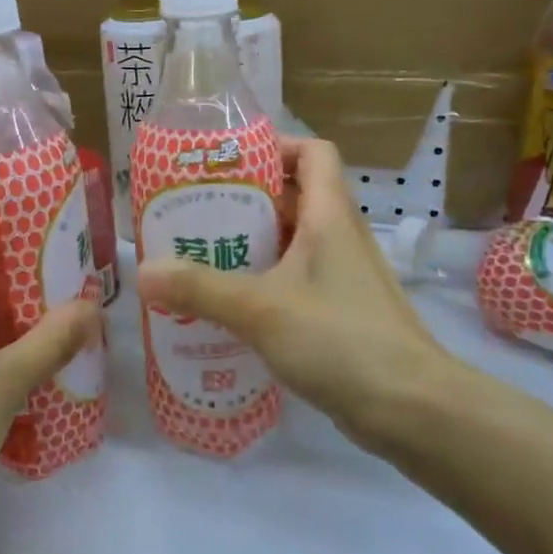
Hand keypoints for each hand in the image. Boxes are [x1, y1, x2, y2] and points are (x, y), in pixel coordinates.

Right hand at [135, 137, 461, 457]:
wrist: (410, 406)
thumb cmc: (338, 339)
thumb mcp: (260, 309)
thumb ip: (200, 288)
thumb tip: (142, 271)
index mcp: (330, 215)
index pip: (312, 152)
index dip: (275, 147)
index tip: (227, 165)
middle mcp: (341, 237)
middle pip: (296, 196)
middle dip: (247, 200)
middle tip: (196, 215)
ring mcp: (344, 277)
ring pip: (295, 242)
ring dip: (254, 244)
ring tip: (203, 258)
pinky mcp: (342, 312)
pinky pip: (299, 280)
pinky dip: (267, 282)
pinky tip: (232, 307)